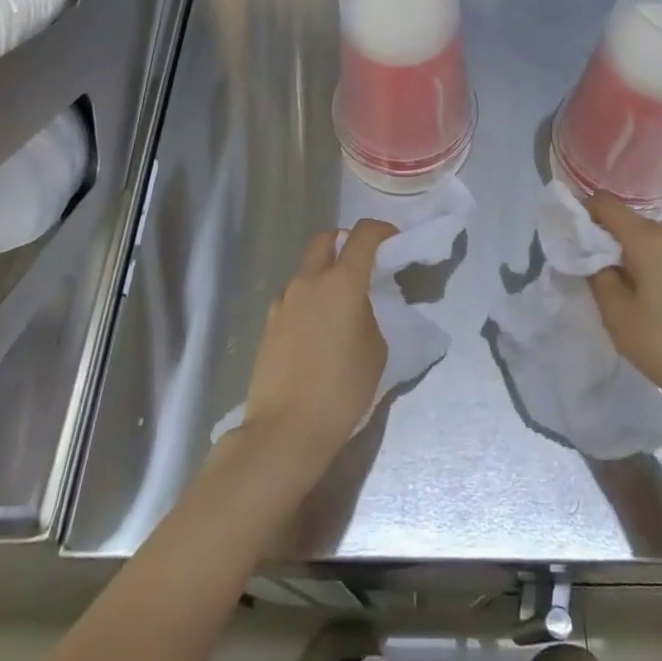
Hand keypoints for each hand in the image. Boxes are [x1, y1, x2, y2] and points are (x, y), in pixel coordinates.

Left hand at [239, 220, 391, 471]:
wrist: (285, 430)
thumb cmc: (342, 389)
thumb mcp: (375, 350)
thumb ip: (368, 315)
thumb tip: (355, 307)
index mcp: (341, 282)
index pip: (363, 235)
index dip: (381, 231)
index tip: (393, 241)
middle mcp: (308, 281)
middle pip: (325, 240)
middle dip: (344, 242)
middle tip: (361, 265)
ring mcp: (283, 301)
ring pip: (306, 270)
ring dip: (324, 275)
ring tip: (339, 308)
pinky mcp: (268, 323)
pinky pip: (293, 298)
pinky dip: (308, 301)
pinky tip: (317, 332)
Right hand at [585, 193, 661, 408]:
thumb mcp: (617, 313)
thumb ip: (597, 275)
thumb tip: (593, 256)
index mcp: (647, 238)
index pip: (605, 203)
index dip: (582, 212)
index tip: (567, 237)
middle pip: (627, 220)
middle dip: (601, 236)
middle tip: (583, 266)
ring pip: (645, 240)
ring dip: (623, 253)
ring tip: (610, 286)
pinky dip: (643, 266)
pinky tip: (640, 298)